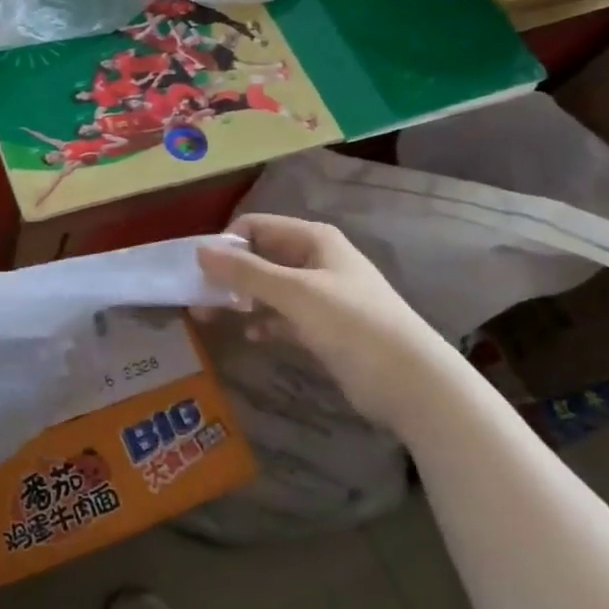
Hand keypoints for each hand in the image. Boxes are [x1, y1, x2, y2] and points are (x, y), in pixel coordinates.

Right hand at [196, 214, 456, 431]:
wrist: (411, 382)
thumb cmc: (352, 323)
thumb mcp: (294, 292)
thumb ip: (245, 272)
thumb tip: (199, 251)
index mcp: (313, 239)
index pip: (256, 226)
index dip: (226, 244)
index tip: (200, 272)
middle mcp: (315, 260)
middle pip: (260, 257)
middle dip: (228, 275)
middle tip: (197, 300)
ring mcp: (320, 295)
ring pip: (268, 289)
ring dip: (241, 300)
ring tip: (211, 319)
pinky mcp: (323, 327)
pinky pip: (282, 316)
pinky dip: (264, 322)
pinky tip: (251, 336)